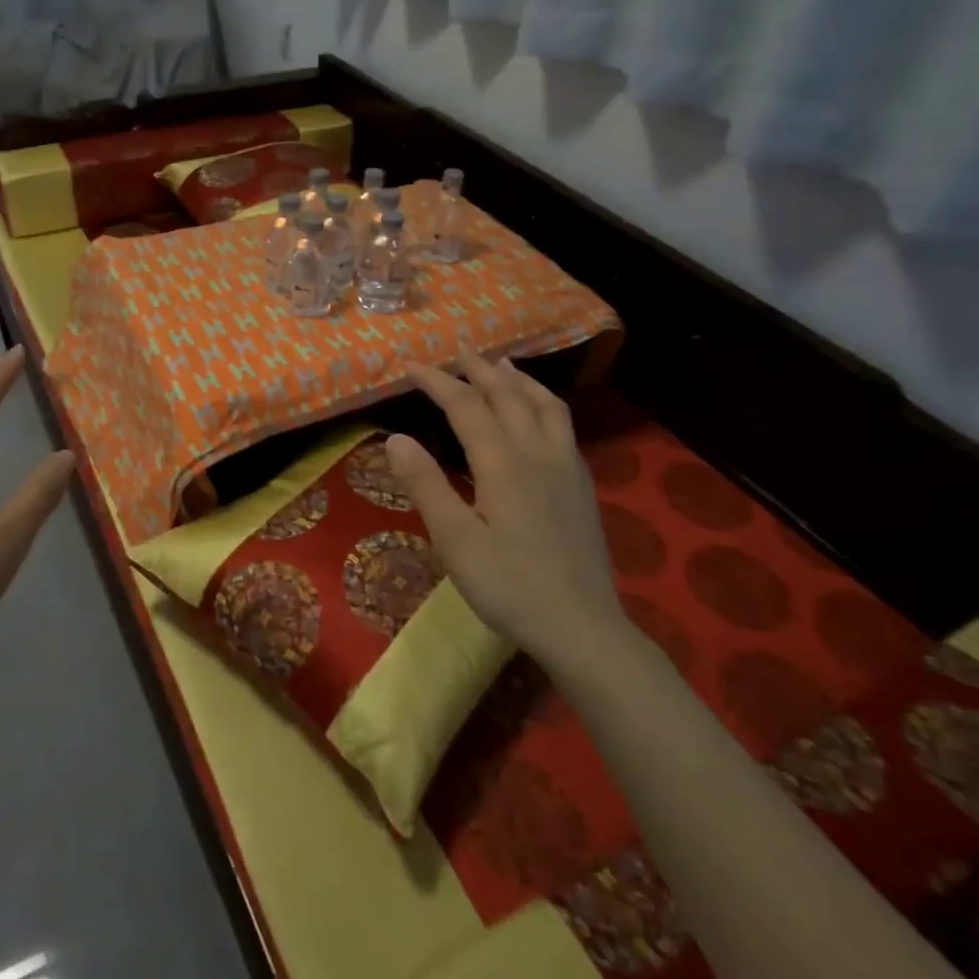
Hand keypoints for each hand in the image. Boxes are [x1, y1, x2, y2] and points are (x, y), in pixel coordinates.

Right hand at [384, 349, 625, 671]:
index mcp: (502, 462)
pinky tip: (540, 414)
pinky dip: (544, 402)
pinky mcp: (581, 484)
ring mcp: (566, 466)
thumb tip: (396, 438)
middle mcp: (537, 452)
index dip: (437, 381)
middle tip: (458, 351)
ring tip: (502, 365)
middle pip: (507, 395)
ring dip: (519, 379)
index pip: (465, 405)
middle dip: (479, 369)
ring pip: (544, 404)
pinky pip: (563, 424)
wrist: (582, 626)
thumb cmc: (509, 586)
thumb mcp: (455, 540)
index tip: (410, 365)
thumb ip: (426, 484)